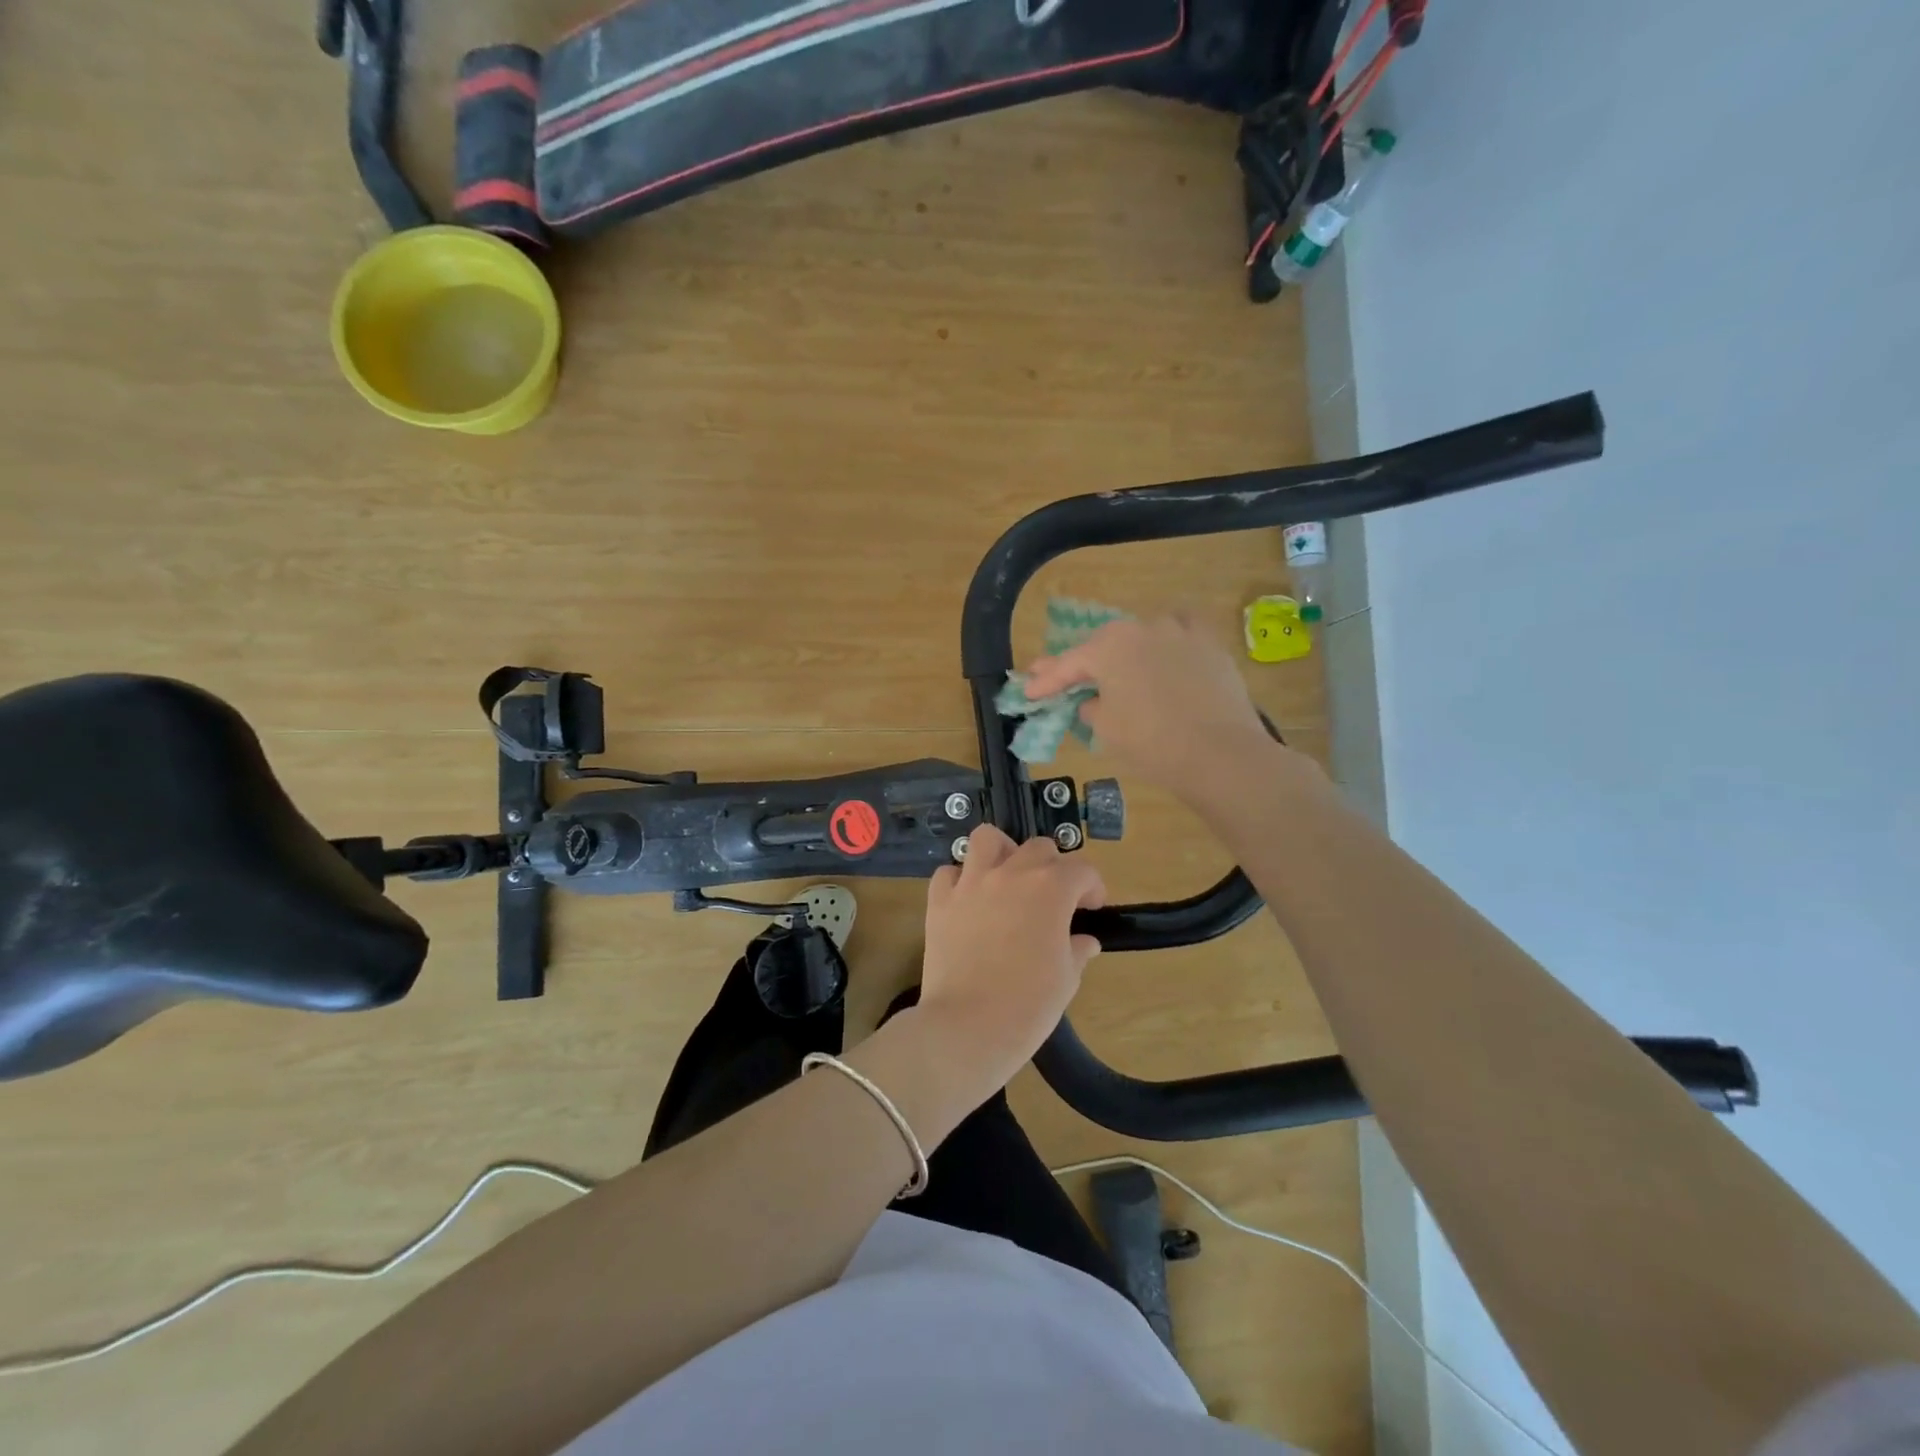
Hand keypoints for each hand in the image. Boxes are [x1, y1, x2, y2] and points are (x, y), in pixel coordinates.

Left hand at [917, 825, 1105, 1088]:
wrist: (967, 1027)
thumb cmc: (1028, 1006)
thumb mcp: (1067, 979)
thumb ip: (1077, 950)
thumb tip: (1084, 942)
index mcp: (1051, 889)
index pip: (1082, 869)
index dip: (1092, 887)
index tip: (1091, 908)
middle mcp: (1011, 874)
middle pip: (1039, 848)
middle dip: (1053, 868)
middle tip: (1053, 899)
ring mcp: (971, 883)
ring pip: (988, 839)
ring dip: (1003, 852)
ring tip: (1008, 877)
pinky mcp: (940, 900)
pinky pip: (949, 872)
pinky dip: (960, 879)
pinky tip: (969, 900)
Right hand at [1020, 614, 1282, 804]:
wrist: (1220, 754)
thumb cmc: (1151, 742)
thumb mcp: (1106, 728)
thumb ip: (1091, 706)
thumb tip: (1094, 700)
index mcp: (1109, 647)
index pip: (1068, 664)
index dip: (1046, 681)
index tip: (1028, 691)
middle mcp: (1142, 628)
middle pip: (1104, 645)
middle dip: (1084, 662)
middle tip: (1064, 677)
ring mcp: (1180, 632)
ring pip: (1143, 635)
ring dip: (1126, 650)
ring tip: (1117, 665)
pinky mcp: (1211, 645)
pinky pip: (1183, 633)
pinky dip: (1169, 640)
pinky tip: (1166, 649)